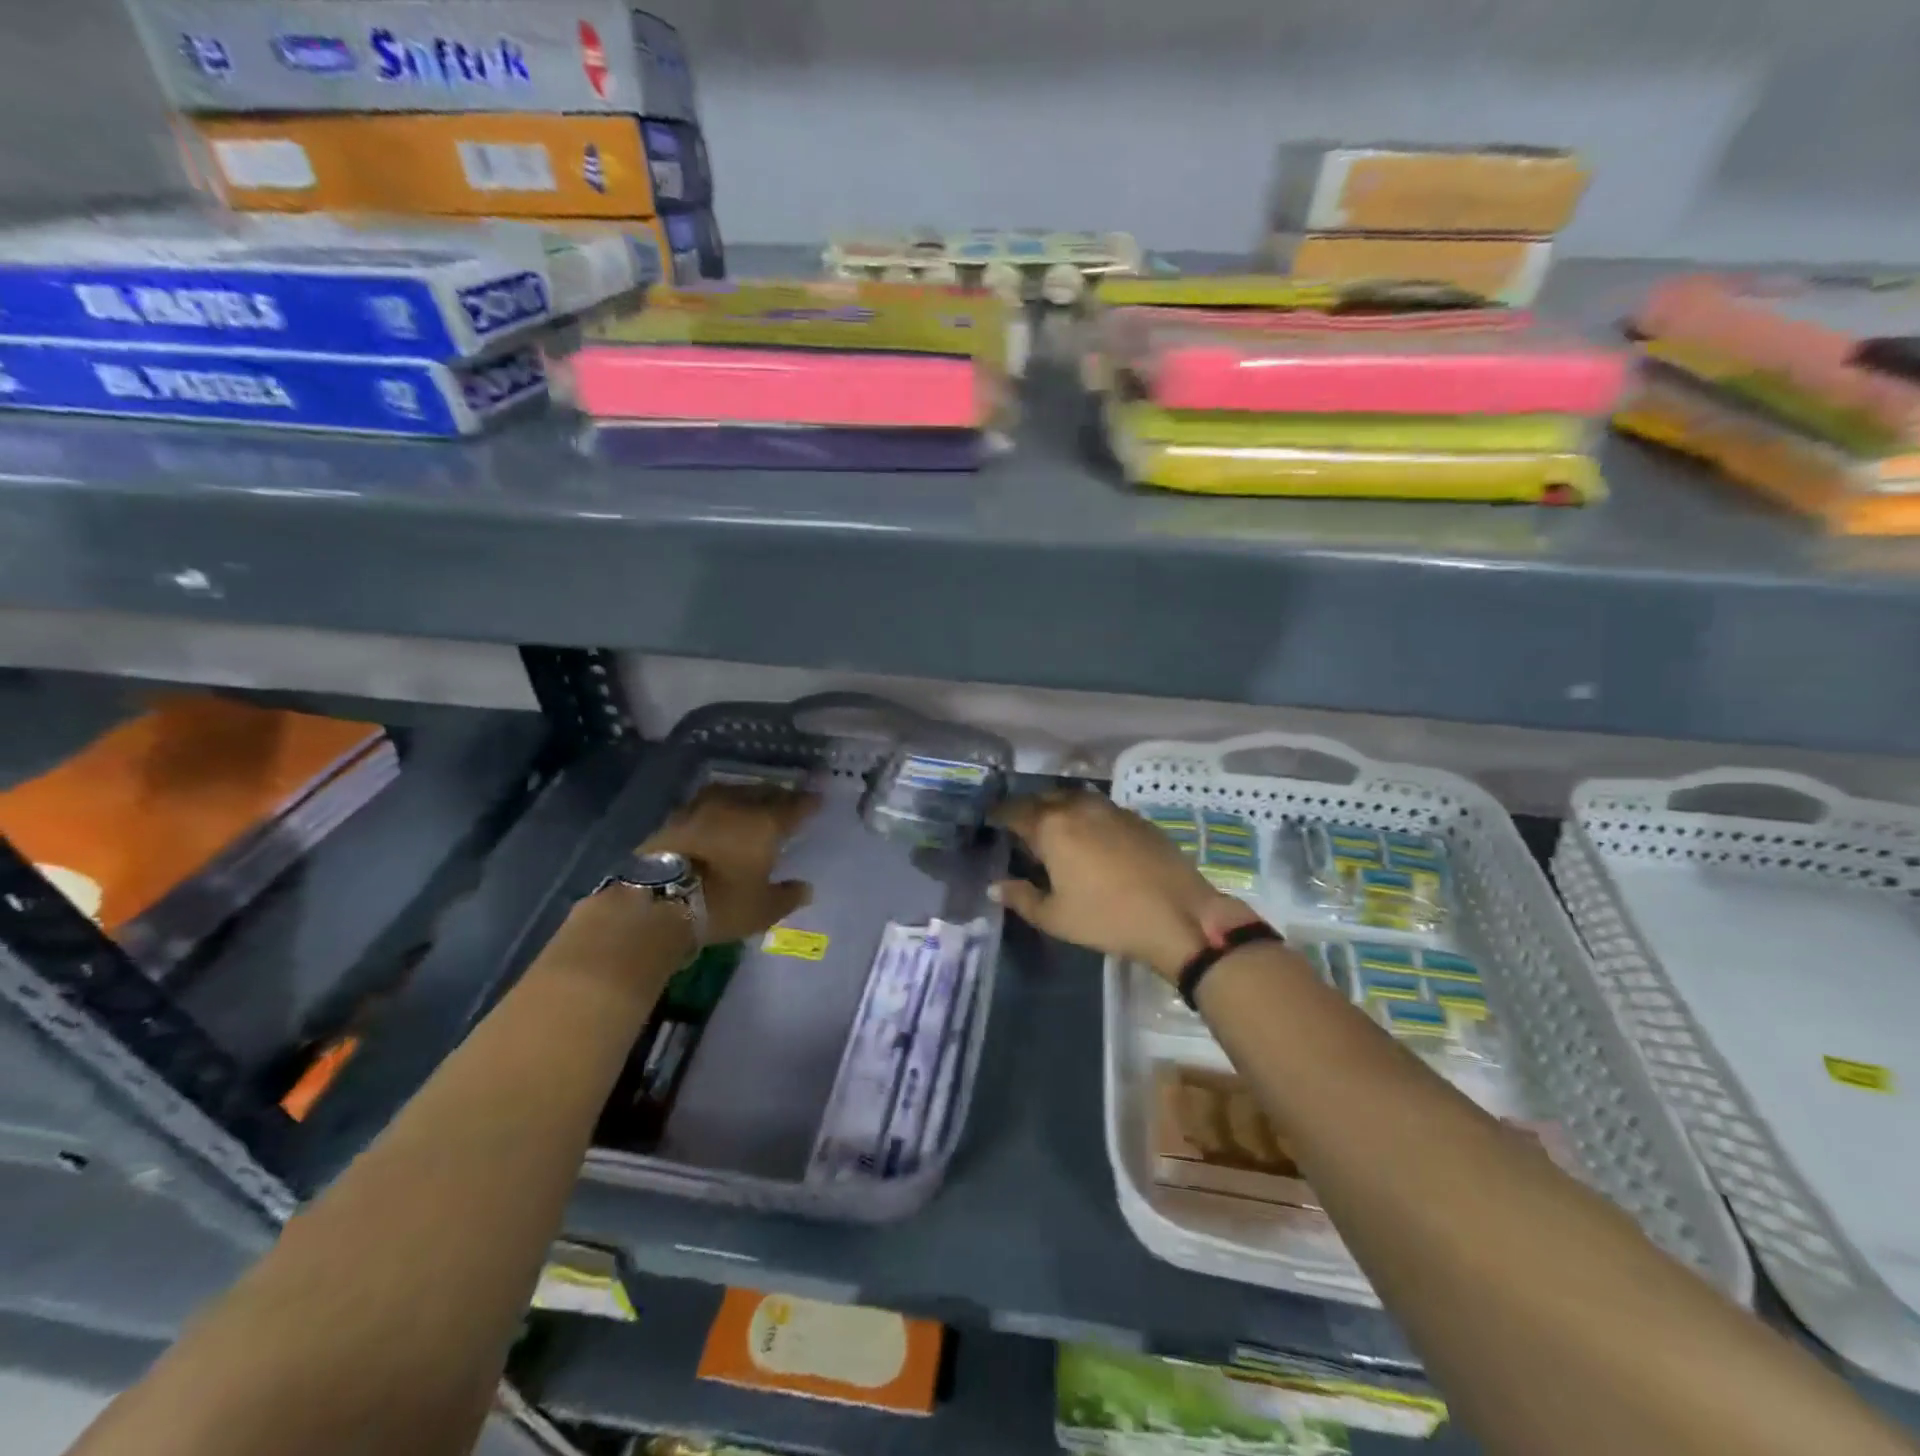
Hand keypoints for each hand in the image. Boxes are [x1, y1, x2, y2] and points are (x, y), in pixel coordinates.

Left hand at [640, 783, 818, 943]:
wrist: (655, 902)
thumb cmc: (721, 904)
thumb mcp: (762, 910)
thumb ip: (787, 896)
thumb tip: (806, 888)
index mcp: (765, 823)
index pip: (794, 806)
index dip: (808, 803)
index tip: (818, 799)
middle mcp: (736, 806)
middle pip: (763, 792)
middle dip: (778, 795)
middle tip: (787, 800)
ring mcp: (701, 808)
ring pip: (732, 792)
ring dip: (746, 795)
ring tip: (752, 803)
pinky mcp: (673, 818)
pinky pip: (706, 803)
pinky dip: (718, 807)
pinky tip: (718, 816)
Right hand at [991, 791, 1254, 980]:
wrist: (1178, 915)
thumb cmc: (1108, 918)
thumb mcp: (1055, 917)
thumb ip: (1021, 897)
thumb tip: (995, 886)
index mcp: (1052, 827)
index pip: (1015, 811)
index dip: (999, 814)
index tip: (990, 819)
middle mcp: (1078, 808)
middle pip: (1043, 798)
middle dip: (1027, 808)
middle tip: (1019, 824)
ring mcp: (1111, 809)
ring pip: (1074, 798)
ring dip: (1057, 807)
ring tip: (1052, 826)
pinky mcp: (1136, 818)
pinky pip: (1099, 807)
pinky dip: (1085, 814)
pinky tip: (1089, 835)